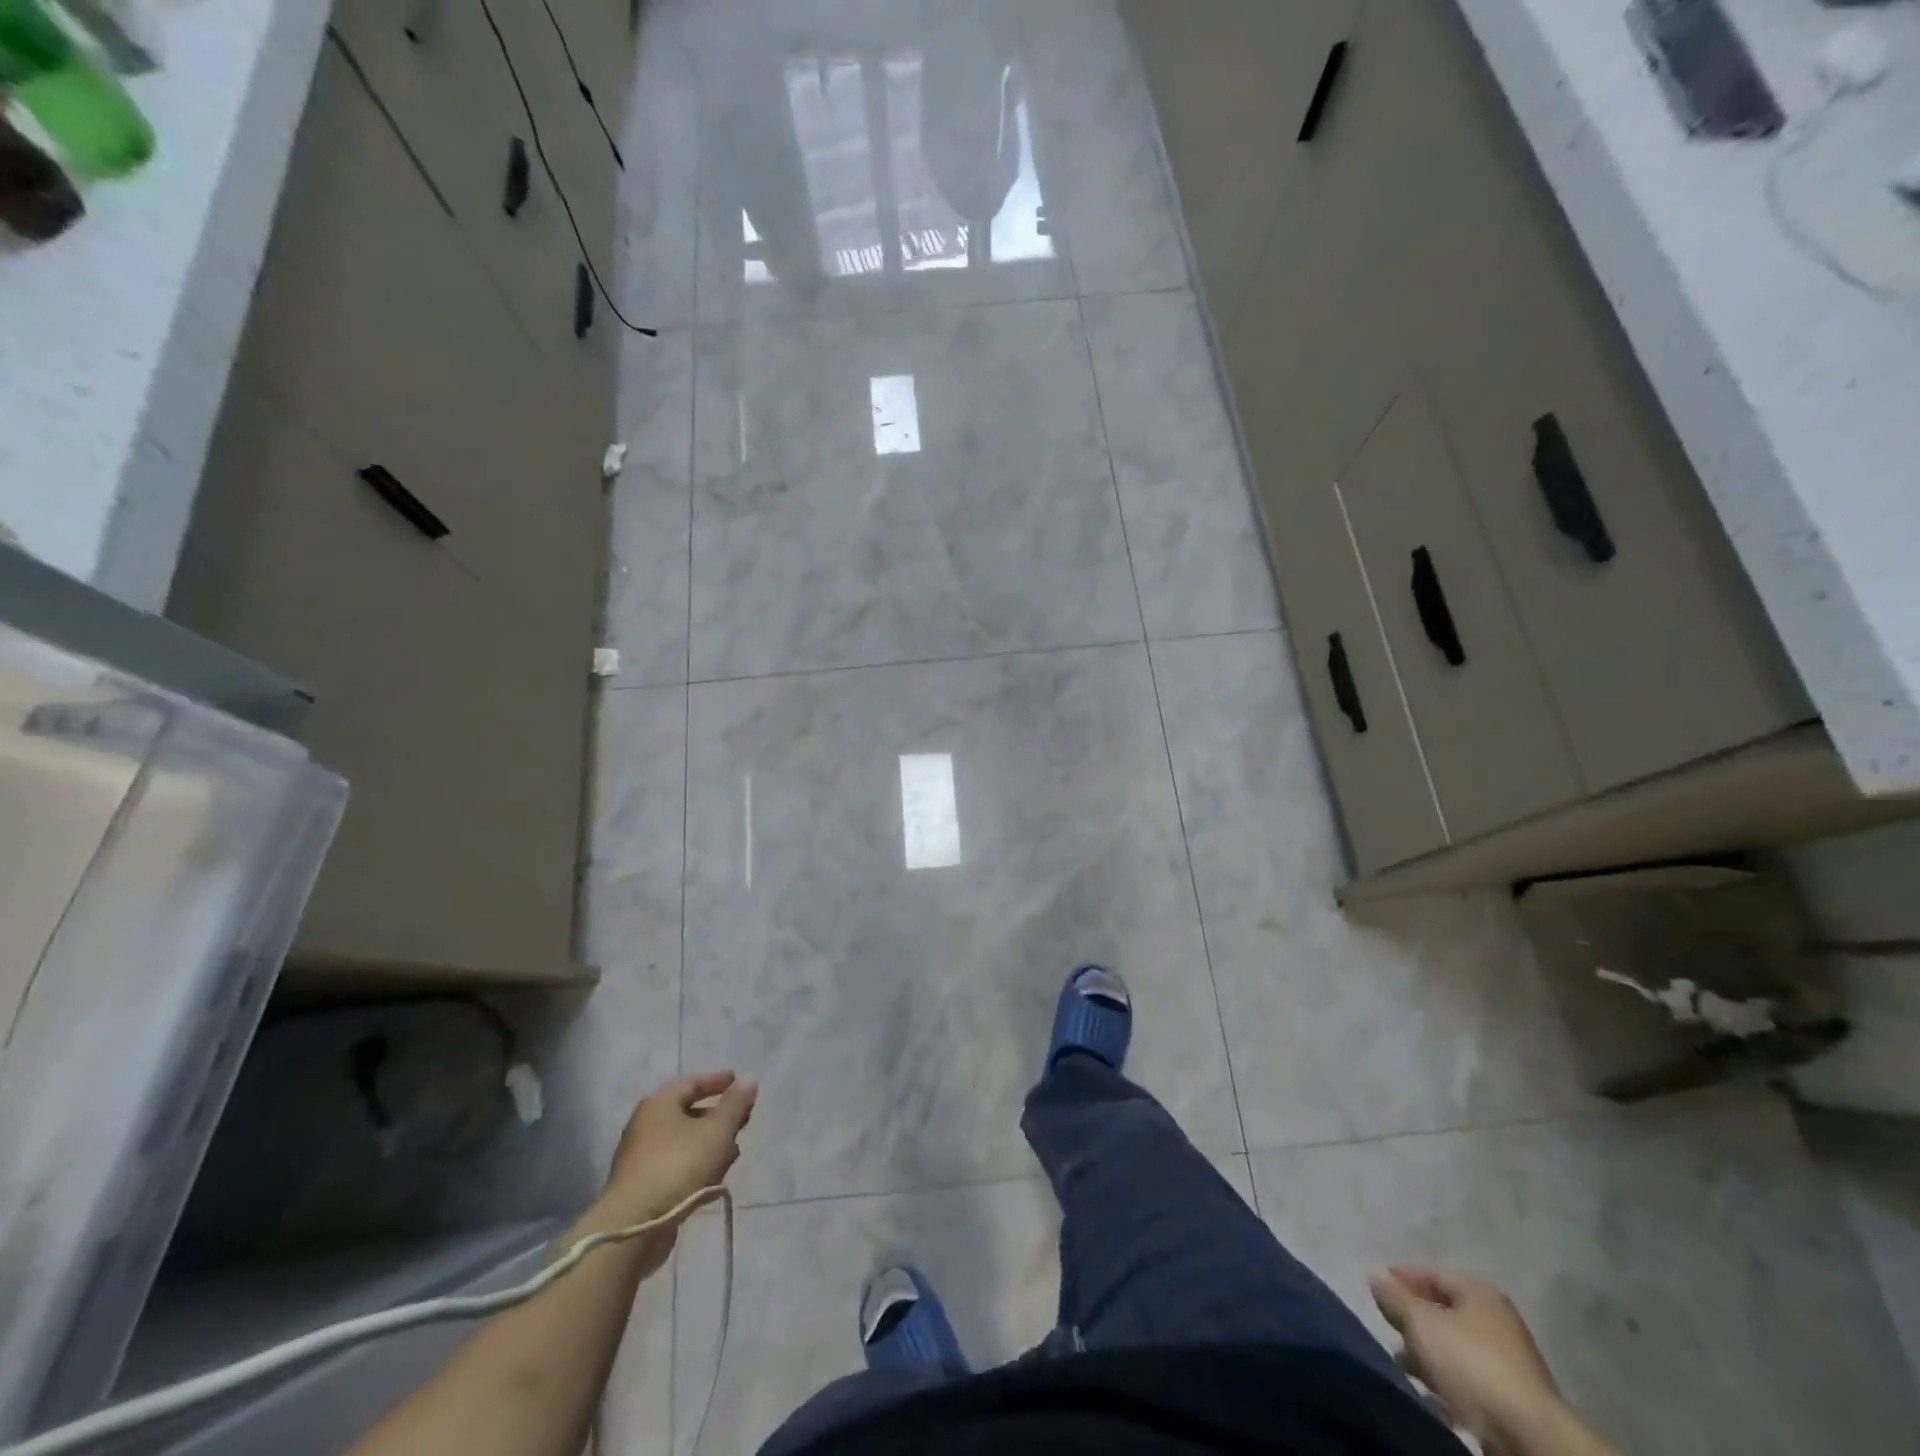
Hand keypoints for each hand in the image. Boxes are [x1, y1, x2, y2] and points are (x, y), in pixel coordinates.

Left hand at [591, 1072, 757, 1260]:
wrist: (633, 1227)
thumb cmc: (678, 1166)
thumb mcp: (717, 1131)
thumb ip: (735, 1105)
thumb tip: (748, 1081)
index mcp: (659, 1104)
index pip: (692, 1083)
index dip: (717, 1081)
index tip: (737, 1082)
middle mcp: (645, 1124)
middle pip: (687, 1112)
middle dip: (716, 1115)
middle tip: (741, 1120)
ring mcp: (640, 1157)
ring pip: (683, 1140)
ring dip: (709, 1142)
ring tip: (733, 1151)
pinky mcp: (641, 1185)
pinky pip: (675, 1163)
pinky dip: (696, 1163)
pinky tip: (713, 1177)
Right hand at [1368, 1267, 1560, 1449]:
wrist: (1530, 1437)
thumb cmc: (1470, 1364)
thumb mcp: (1421, 1323)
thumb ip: (1395, 1298)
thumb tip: (1376, 1276)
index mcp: (1479, 1293)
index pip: (1432, 1273)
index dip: (1402, 1279)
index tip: (1377, 1291)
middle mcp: (1496, 1321)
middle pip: (1444, 1312)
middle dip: (1414, 1321)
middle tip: (1389, 1329)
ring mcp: (1508, 1362)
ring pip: (1455, 1349)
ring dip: (1428, 1355)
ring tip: (1403, 1366)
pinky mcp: (1511, 1400)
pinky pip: (1469, 1381)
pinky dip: (1447, 1383)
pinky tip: (1430, 1395)